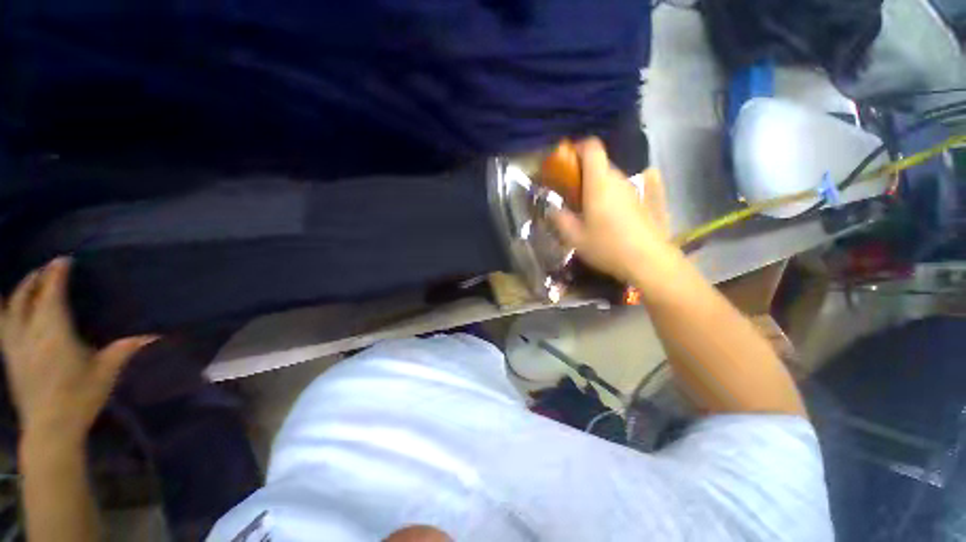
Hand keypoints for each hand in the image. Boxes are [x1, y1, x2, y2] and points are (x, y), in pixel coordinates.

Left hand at [0, 258, 155, 444]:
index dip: (56, 275)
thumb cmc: (80, 398)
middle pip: (26, 297)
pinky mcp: (9, 357)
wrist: (50, 429)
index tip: (64, 261)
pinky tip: (8, 309)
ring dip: (18, 291)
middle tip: (48, 268)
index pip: (51, 295)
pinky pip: (1, 325)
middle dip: (36, 279)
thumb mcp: (106, 373)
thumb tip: (156, 335)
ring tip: (27, 283)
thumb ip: (125, 349)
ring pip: (8, 309)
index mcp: (54, 334)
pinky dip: (4, 311)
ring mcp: (14, 346)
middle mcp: (29, 334)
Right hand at [551, 138, 673, 283]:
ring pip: (608, 176)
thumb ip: (559, 219)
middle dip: (580, 171)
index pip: (592, 147)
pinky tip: (600, 216)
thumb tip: (552, 208)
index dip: (576, 147)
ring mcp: (631, 189)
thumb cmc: (607, 246)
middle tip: (567, 191)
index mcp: (599, 183)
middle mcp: (617, 179)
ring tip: (581, 206)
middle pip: (598, 162)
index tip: (564, 162)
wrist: (648, 260)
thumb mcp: (574, 237)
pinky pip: (617, 188)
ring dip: (592, 184)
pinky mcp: (638, 200)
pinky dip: (604, 193)